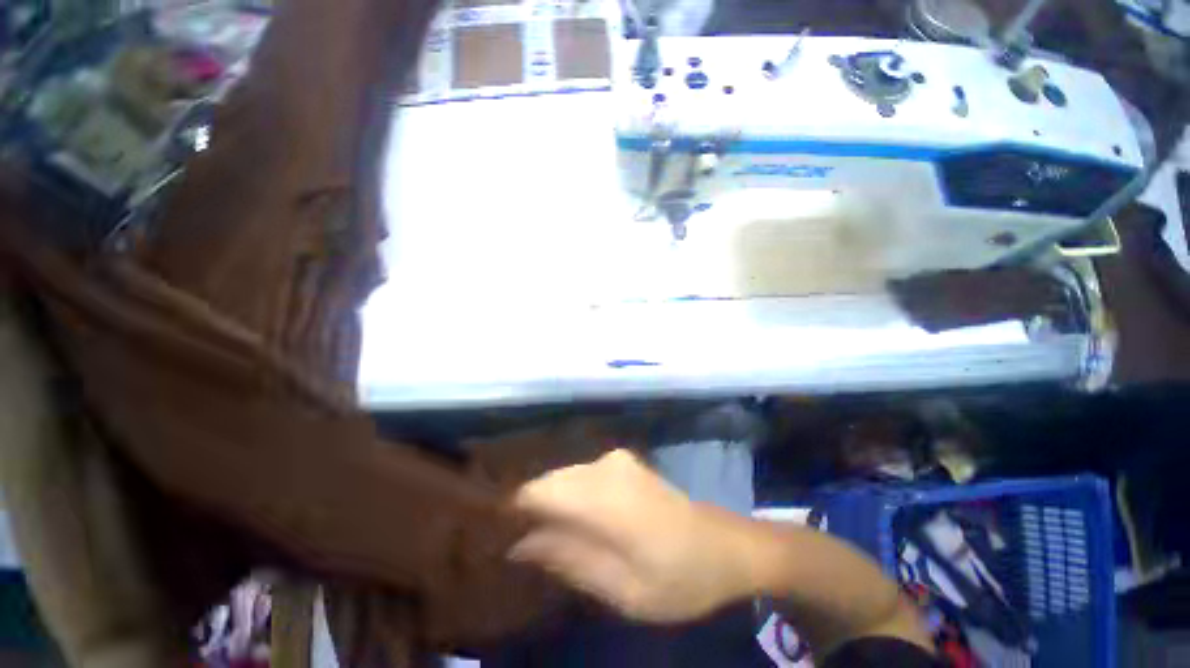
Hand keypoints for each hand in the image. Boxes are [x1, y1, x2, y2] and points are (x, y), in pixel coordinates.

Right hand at [509, 449, 755, 622]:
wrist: (724, 546)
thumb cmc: (678, 577)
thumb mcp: (621, 588)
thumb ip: (568, 559)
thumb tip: (518, 545)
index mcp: (604, 496)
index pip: (536, 491)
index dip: (511, 513)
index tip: (495, 541)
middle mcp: (604, 466)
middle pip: (547, 481)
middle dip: (527, 510)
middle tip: (516, 549)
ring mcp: (615, 460)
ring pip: (563, 477)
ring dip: (548, 504)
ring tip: (541, 540)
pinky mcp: (622, 462)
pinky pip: (581, 476)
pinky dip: (568, 497)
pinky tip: (571, 523)